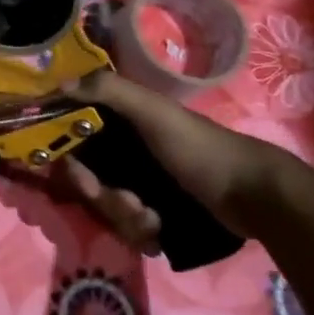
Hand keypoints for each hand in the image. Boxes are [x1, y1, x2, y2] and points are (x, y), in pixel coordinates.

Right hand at [63, 69, 302, 247]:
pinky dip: (142, 232)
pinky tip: (160, 232)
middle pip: (89, 179)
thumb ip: (109, 90)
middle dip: (104, 197)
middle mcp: (124, 151)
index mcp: (119, 122)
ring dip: (126, 218)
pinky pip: (129, 228)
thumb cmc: (199, 148)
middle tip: (131, 203)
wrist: (254, 196)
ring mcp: (141, 184)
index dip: (69, 159)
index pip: (74, 138)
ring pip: (108, 207)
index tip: (80, 177)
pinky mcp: (156, 212)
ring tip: (153, 219)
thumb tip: (59, 81)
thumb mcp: (154, 112)